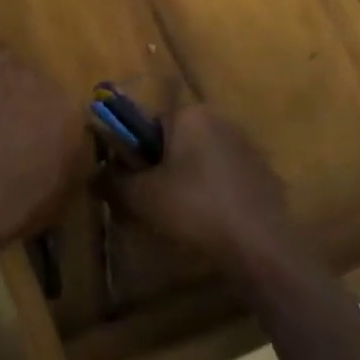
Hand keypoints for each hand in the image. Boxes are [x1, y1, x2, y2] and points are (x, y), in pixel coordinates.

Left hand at [0, 0, 89, 254]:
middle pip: (36, 82)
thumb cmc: (19, 204)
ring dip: (1, 78)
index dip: (48, 131)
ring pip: (7, 61)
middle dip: (24, 106)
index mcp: (69, 109)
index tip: (36, 150)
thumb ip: (76, 160)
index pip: (66, 107)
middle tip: (7, 139)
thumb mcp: (65, 191)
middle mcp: (39, 81)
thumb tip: (81, 146)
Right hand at [107, 105, 296, 271]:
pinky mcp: (264, 173)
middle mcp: (221, 120)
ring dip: (187, 181)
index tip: (134, 185)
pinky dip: (214, 193)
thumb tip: (95, 173)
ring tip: (182, 218)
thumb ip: (111, 180)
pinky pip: (226, 178)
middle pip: (175, 142)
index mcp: (191, 115)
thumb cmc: (194, 209)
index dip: (135, 156)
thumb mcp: (140, 197)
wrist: (259, 245)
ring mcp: (247, 146)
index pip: (148, 125)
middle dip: (161, 169)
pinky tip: (212, 222)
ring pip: (201, 160)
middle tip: (154, 204)